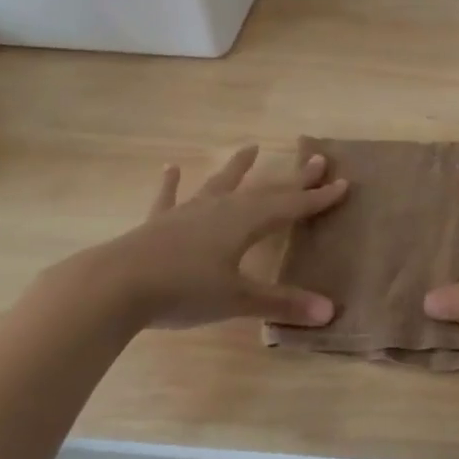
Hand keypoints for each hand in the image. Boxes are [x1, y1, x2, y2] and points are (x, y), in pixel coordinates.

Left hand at [24, 145, 349, 335]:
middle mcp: (221, 209)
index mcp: (245, 222)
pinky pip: (169, 198)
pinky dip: (171, 184)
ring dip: (238, 168)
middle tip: (317, 160)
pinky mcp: (159, 223)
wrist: (116, 286)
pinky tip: (169, 168)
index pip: (291, 207)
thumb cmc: (183, 290)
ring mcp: (188, 213)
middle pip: (265, 190)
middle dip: (293, 179)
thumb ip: (282, 303)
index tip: (342, 183)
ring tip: (250, 147)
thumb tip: (329, 311)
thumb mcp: (237, 299)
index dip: (317, 198)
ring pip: (220, 185)